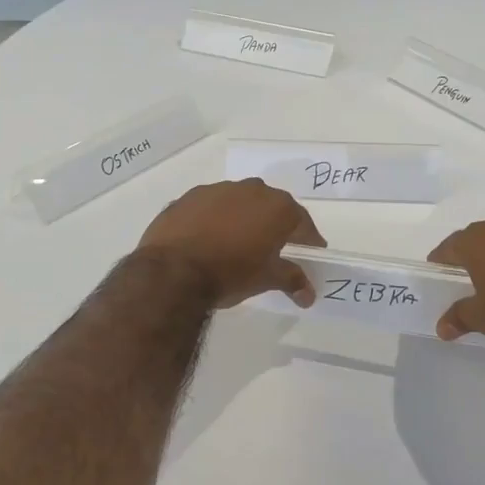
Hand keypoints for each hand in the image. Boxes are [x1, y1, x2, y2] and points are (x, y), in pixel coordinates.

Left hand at [137, 179, 325, 308]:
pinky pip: (211, 207)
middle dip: (275, 226)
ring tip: (237, 244)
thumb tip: (309, 294)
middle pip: (271, 207)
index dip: (308, 240)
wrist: (173, 271)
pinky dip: (215, 220)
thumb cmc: (231, 272)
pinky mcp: (189, 197)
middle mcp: (251, 190)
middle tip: (275, 249)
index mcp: (278, 207)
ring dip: (243, 219)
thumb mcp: (267, 279)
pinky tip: (208, 240)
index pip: (303, 223)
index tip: (311, 253)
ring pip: (239, 203)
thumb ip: (292, 280)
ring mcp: (218, 189)